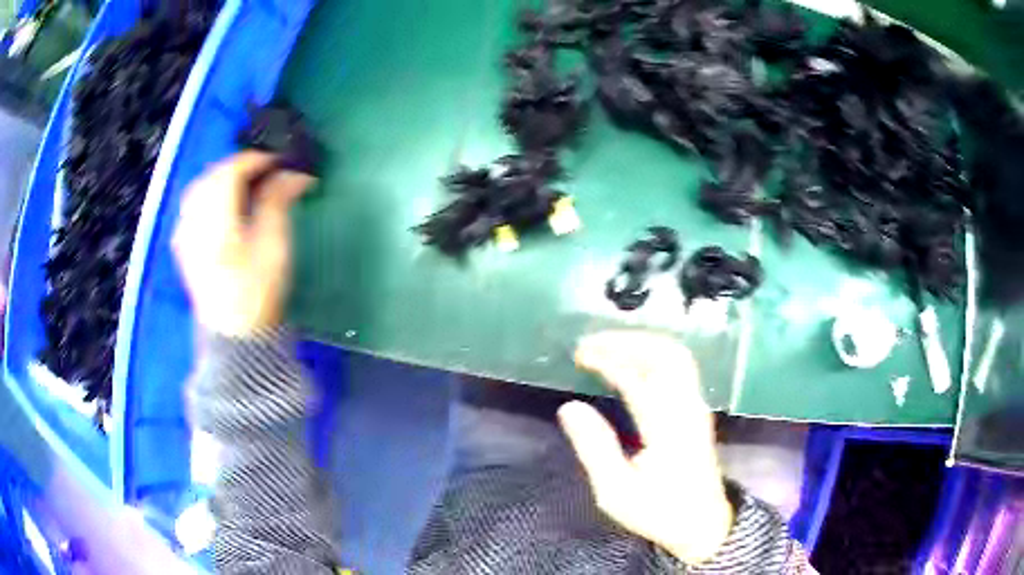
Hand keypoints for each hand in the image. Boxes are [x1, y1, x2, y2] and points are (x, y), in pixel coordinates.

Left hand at [172, 151, 315, 336]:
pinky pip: (193, 207)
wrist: (234, 338)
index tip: (282, 163)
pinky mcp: (184, 247)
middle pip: (213, 175)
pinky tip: (224, 208)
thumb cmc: (257, 292)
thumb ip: (278, 200)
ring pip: (200, 189)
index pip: (233, 169)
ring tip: (246, 186)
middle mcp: (194, 218)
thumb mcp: (274, 243)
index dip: (258, 160)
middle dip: (240, 167)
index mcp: (216, 216)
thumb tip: (293, 173)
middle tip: (267, 172)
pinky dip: (210, 197)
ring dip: (223, 180)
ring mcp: (185, 233)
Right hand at [560, 331, 732, 564]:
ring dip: (640, 346)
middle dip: (627, 340)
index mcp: (667, 425)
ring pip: (675, 357)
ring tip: (606, 350)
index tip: (580, 354)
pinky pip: (677, 370)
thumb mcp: (617, 491)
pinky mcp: (696, 411)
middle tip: (593, 344)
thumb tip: (569, 407)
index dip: (609, 356)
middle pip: (666, 353)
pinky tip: (629, 367)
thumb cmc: (659, 511)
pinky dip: (650, 358)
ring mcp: (696, 406)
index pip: (640, 374)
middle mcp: (687, 407)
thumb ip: (594, 447)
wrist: (703, 524)